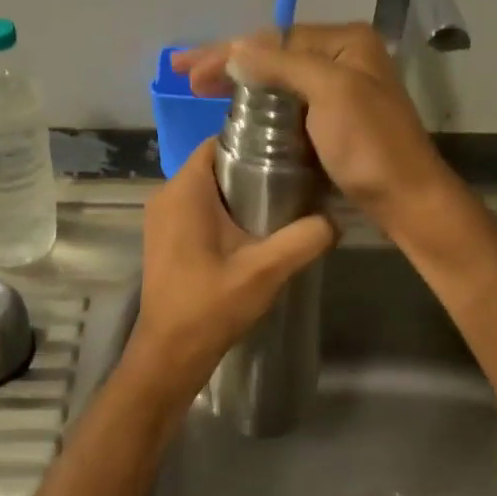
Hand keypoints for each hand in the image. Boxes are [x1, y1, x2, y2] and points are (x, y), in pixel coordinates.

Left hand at [124, 137, 336, 405]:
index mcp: (184, 191)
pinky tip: (253, 231)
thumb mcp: (265, 271)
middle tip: (293, 178)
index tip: (288, 149)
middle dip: (251, 168)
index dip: (252, 141)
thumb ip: (303, 240)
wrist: (170, 354)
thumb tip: (335, 221)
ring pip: (206, 189)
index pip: (217, 142)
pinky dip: (223, 211)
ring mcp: (161, 219)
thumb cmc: (210, 306)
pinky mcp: (165, 239)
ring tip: (281, 203)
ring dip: (238, 192)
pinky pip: (197, 209)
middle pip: (214, 165)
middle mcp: (166, 196)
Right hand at [173, 23, 459, 231]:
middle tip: (184, 75)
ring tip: (200, 88)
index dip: (228, 51)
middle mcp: (343, 58)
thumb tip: (237, 46)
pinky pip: (287, 102)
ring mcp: (339, 89)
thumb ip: (282, 64)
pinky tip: (234, 108)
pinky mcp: (333, 119)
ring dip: (239, 81)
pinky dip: (258, 103)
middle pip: (274, 54)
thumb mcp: (330, 93)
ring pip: (278, 79)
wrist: (407, 199)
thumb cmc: (370, 145)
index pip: (275, 39)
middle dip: (228, 62)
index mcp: (346, 42)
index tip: (188, 69)